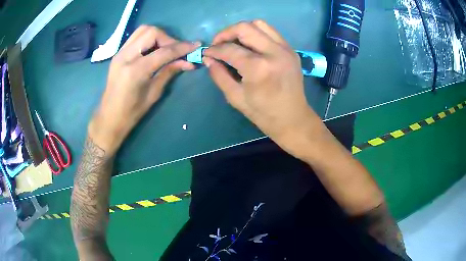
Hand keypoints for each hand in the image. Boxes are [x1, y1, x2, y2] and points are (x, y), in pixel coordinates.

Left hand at [89, 25, 199, 153]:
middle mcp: (126, 56)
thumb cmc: (132, 112)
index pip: (164, 51)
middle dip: (168, 39)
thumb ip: (169, 72)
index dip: (182, 47)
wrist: (109, 117)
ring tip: (165, 49)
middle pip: (152, 32)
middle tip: (176, 51)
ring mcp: (119, 53)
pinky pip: (136, 37)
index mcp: (135, 71)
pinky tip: (153, 50)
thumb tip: (188, 62)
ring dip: (158, 36)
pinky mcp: (118, 53)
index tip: (196, 46)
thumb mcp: (154, 94)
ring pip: (143, 30)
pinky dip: (148, 38)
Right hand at [203, 20, 322, 157]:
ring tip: (234, 42)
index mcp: (258, 68)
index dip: (214, 50)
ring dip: (242, 30)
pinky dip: (256, 34)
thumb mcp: (235, 97)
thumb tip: (209, 59)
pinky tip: (250, 45)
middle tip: (218, 44)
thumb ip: (219, 75)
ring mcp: (285, 49)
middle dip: (226, 33)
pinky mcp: (291, 50)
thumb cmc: (263, 113)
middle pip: (245, 28)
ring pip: (259, 24)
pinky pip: (270, 32)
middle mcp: (273, 52)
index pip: (230, 49)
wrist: (293, 119)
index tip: (207, 53)